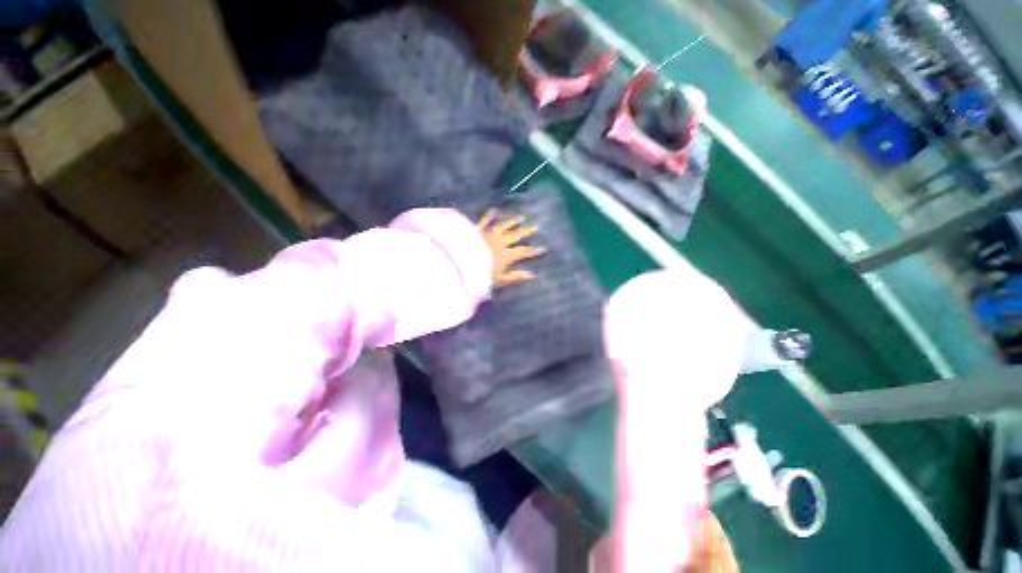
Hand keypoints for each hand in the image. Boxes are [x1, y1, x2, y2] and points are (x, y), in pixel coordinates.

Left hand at [478, 209, 545, 287]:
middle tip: (536, 226)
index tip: (543, 248)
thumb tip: (532, 275)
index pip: (523, 252)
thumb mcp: (499, 280)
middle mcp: (500, 242)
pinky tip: (494, 210)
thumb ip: (515, 277)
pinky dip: (489, 216)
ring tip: (520, 217)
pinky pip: (484, 221)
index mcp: (506, 255)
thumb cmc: (480, 275)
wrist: (460, 263)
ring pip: (503, 226)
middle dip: (527, 232)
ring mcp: (488, 234)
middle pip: (516, 236)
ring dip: (512, 222)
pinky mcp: (476, 230)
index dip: (534, 251)